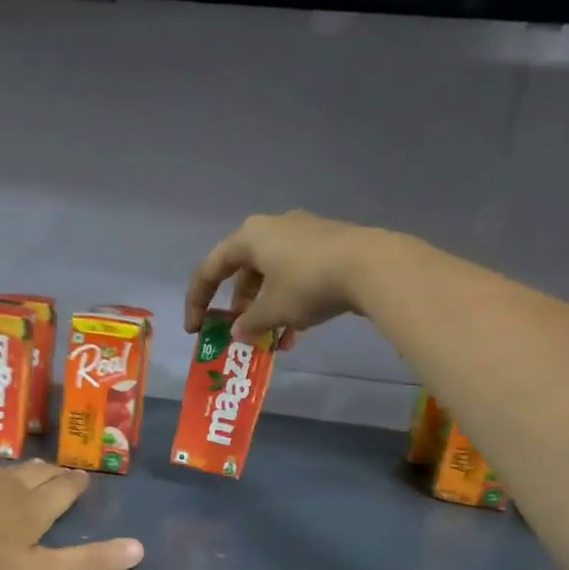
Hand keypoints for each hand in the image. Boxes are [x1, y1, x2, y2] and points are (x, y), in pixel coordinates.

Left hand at [0, 451, 143, 569]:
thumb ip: (89, 561)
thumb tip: (140, 547)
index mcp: (35, 510)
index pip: (63, 492)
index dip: (75, 485)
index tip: (83, 477)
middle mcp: (9, 489)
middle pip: (36, 476)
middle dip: (51, 473)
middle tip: (60, 470)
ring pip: (2, 471)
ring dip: (18, 468)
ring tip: (29, 465)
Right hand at [184, 210, 388, 348]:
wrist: (372, 266)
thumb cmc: (308, 284)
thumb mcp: (272, 311)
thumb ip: (248, 323)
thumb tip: (237, 332)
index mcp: (249, 237)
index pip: (211, 269)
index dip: (197, 301)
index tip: (196, 329)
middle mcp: (273, 228)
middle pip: (244, 272)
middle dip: (240, 308)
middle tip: (239, 332)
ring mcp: (303, 235)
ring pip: (273, 277)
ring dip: (268, 310)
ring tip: (274, 341)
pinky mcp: (328, 246)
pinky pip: (297, 276)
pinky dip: (291, 303)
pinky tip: (299, 332)